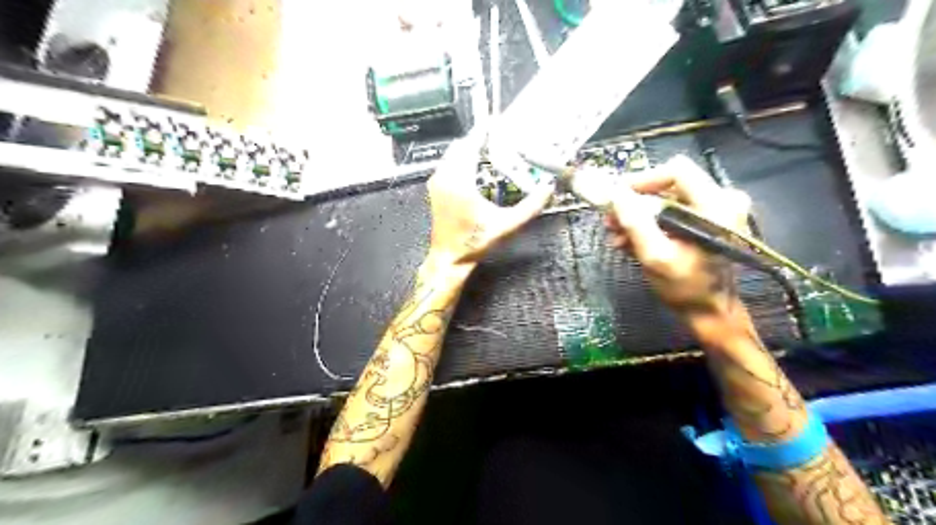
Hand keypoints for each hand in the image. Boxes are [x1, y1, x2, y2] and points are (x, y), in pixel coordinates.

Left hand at [428, 124, 553, 266]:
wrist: (449, 257)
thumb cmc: (475, 242)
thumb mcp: (506, 226)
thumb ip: (530, 207)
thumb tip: (548, 189)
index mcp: (460, 182)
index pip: (471, 145)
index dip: (483, 131)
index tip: (497, 121)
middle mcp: (445, 177)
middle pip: (461, 146)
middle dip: (478, 138)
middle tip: (499, 136)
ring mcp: (437, 182)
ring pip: (452, 154)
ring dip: (469, 148)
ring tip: (491, 147)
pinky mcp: (435, 188)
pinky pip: (448, 164)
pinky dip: (461, 158)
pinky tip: (477, 164)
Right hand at [608, 156, 750, 318]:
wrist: (710, 312)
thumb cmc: (686, 288)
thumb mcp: (656, 257)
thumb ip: (635, 223)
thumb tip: (615, 195)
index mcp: (716, 206)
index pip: (676, 170)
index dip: (642, 180)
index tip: (617, 197)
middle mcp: (721, 200)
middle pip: (668, 184)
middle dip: (635, 202)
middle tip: (610, 220)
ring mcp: (715, 210)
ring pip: (666, 198)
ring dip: (637, 215)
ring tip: (616, 235)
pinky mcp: (706, 220)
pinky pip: (672, 211)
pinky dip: (649, 223)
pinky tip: (630, 240)